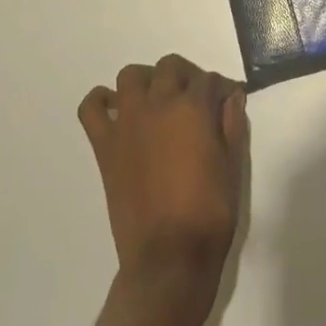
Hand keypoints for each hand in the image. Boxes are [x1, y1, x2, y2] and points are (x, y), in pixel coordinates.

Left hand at [78, 55, 247, 325]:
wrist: (169, 258)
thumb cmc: (210, 214)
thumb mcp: (234, 166)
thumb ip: (233, 124)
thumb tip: (231, 96)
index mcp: (193, 109)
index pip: (209, 79)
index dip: (221, 88)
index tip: (227, 99)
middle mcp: (158, 105)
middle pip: (170, 67)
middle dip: (187, 76)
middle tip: (196, 100)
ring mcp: (127, 123)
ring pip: (131, 76)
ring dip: (147, 81)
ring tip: (158, 102)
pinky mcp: (105, 145)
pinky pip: (92, 109)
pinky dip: (101, 102)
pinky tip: (117, 112)